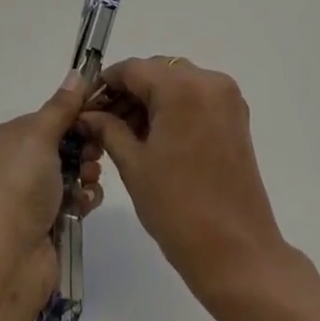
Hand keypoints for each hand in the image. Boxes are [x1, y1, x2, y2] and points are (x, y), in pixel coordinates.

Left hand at [0, 71, 104, 278]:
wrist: (5, 261)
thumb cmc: (17, 187)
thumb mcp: (38, 136)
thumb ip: (61, 107)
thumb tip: (76, 73)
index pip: (42, 120)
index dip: (70, 117)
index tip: (97, 116)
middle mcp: (8, 167)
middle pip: (57, 146)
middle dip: (82, 146)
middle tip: (96, 151)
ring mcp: (24, 199)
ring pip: (68, 174)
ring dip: (85, 173)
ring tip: (90, 180)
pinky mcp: (42, 225)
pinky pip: (71, 201)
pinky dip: (82, 199)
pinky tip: (87, 202)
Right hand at [79, 57, 290, 298]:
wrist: (236, 251)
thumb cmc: (177, 207)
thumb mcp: (133, 164)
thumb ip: (108, 129)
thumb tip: (87, 115)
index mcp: (182, 87)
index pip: (133, 69)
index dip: (104, 84)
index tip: (83, 106)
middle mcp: (209, 82)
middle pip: (157, 72)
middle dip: (127, 92)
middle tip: (100, 122)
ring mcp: (227, 99)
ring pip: (177, 84)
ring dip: (149, 100)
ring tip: (122, 133)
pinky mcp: (236, 118)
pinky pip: (196, 99)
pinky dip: (172, 109)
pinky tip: (151, 136)